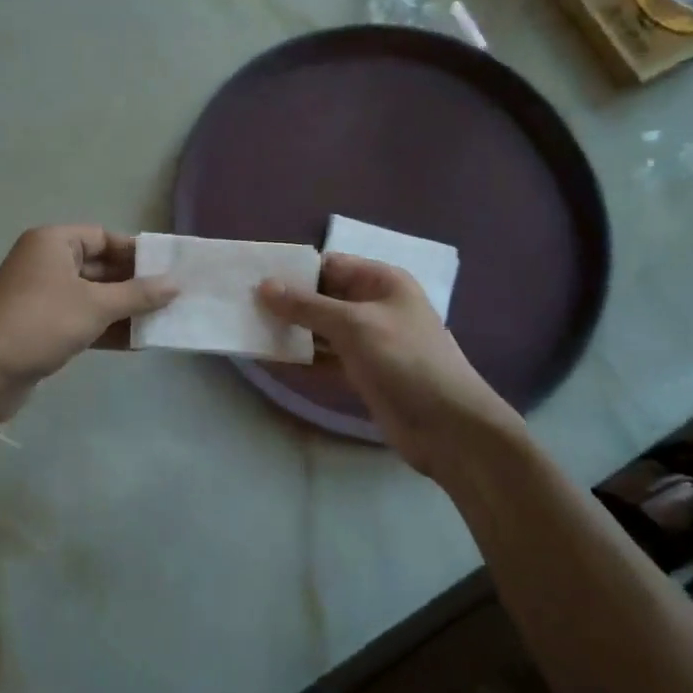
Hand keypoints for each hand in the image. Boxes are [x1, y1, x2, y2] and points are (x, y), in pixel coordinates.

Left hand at [0, 226, 176, 392]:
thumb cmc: (41, 323)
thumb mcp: (95, 306)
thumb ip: (138, 294)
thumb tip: (175, 284)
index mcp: (53, 243)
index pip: (103, 237)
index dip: (135, 253)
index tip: (167, 270)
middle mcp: (46, 263)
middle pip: (100, 267)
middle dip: (134, 284)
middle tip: (172, 298)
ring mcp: (43, 297)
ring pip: (93, 297)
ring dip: (124, 310)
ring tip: (163, 321)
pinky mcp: (42, 327)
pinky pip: (82, 320)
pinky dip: (106, 329)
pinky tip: (138, 343)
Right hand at [259, 254, 529, 480]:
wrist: (448, 427)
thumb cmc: (404, 361)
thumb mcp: (354, 325)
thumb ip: (307, 306)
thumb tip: (264, 286)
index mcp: (382, 282)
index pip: (330, 265)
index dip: (294, 270)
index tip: (254, 278)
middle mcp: (375, 306)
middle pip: (323, 296)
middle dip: (288, 302)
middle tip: (243, 306)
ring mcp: (369, 341)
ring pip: (321, 329)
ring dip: (291, 331)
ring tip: (249, 330)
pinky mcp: (363, 373)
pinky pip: (326, 358)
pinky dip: (302, 358)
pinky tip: (271, 360)